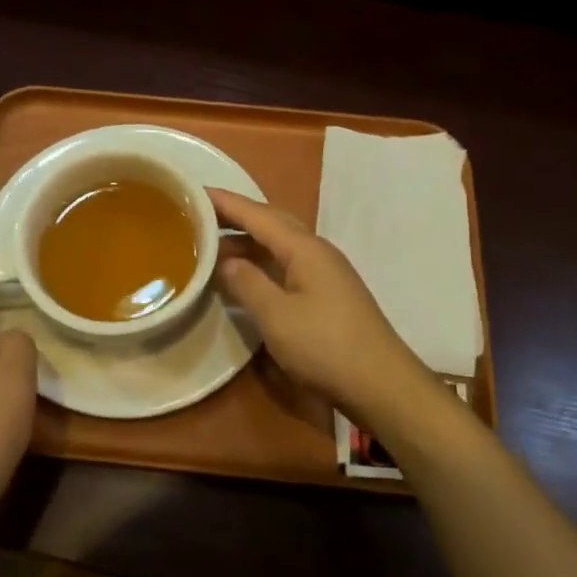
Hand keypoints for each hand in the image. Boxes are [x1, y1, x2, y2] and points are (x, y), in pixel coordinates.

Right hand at [210, 189, 437, 431]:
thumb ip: (247, 283)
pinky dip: (262, 263)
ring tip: (215, 247)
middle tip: (201, 217)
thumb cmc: (325, 346)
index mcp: (304, 248)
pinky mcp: (329, 294)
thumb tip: (226, 262)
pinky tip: (247, 277)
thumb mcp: (276, 316)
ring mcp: (326, 273)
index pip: (257, 215)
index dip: (225, 203)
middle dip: (237, 217)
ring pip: (280, 245)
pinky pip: (287, 264)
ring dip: (249, 242)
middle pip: (272, 223)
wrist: (382, 384)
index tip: (194, 191)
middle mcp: (317, 251)